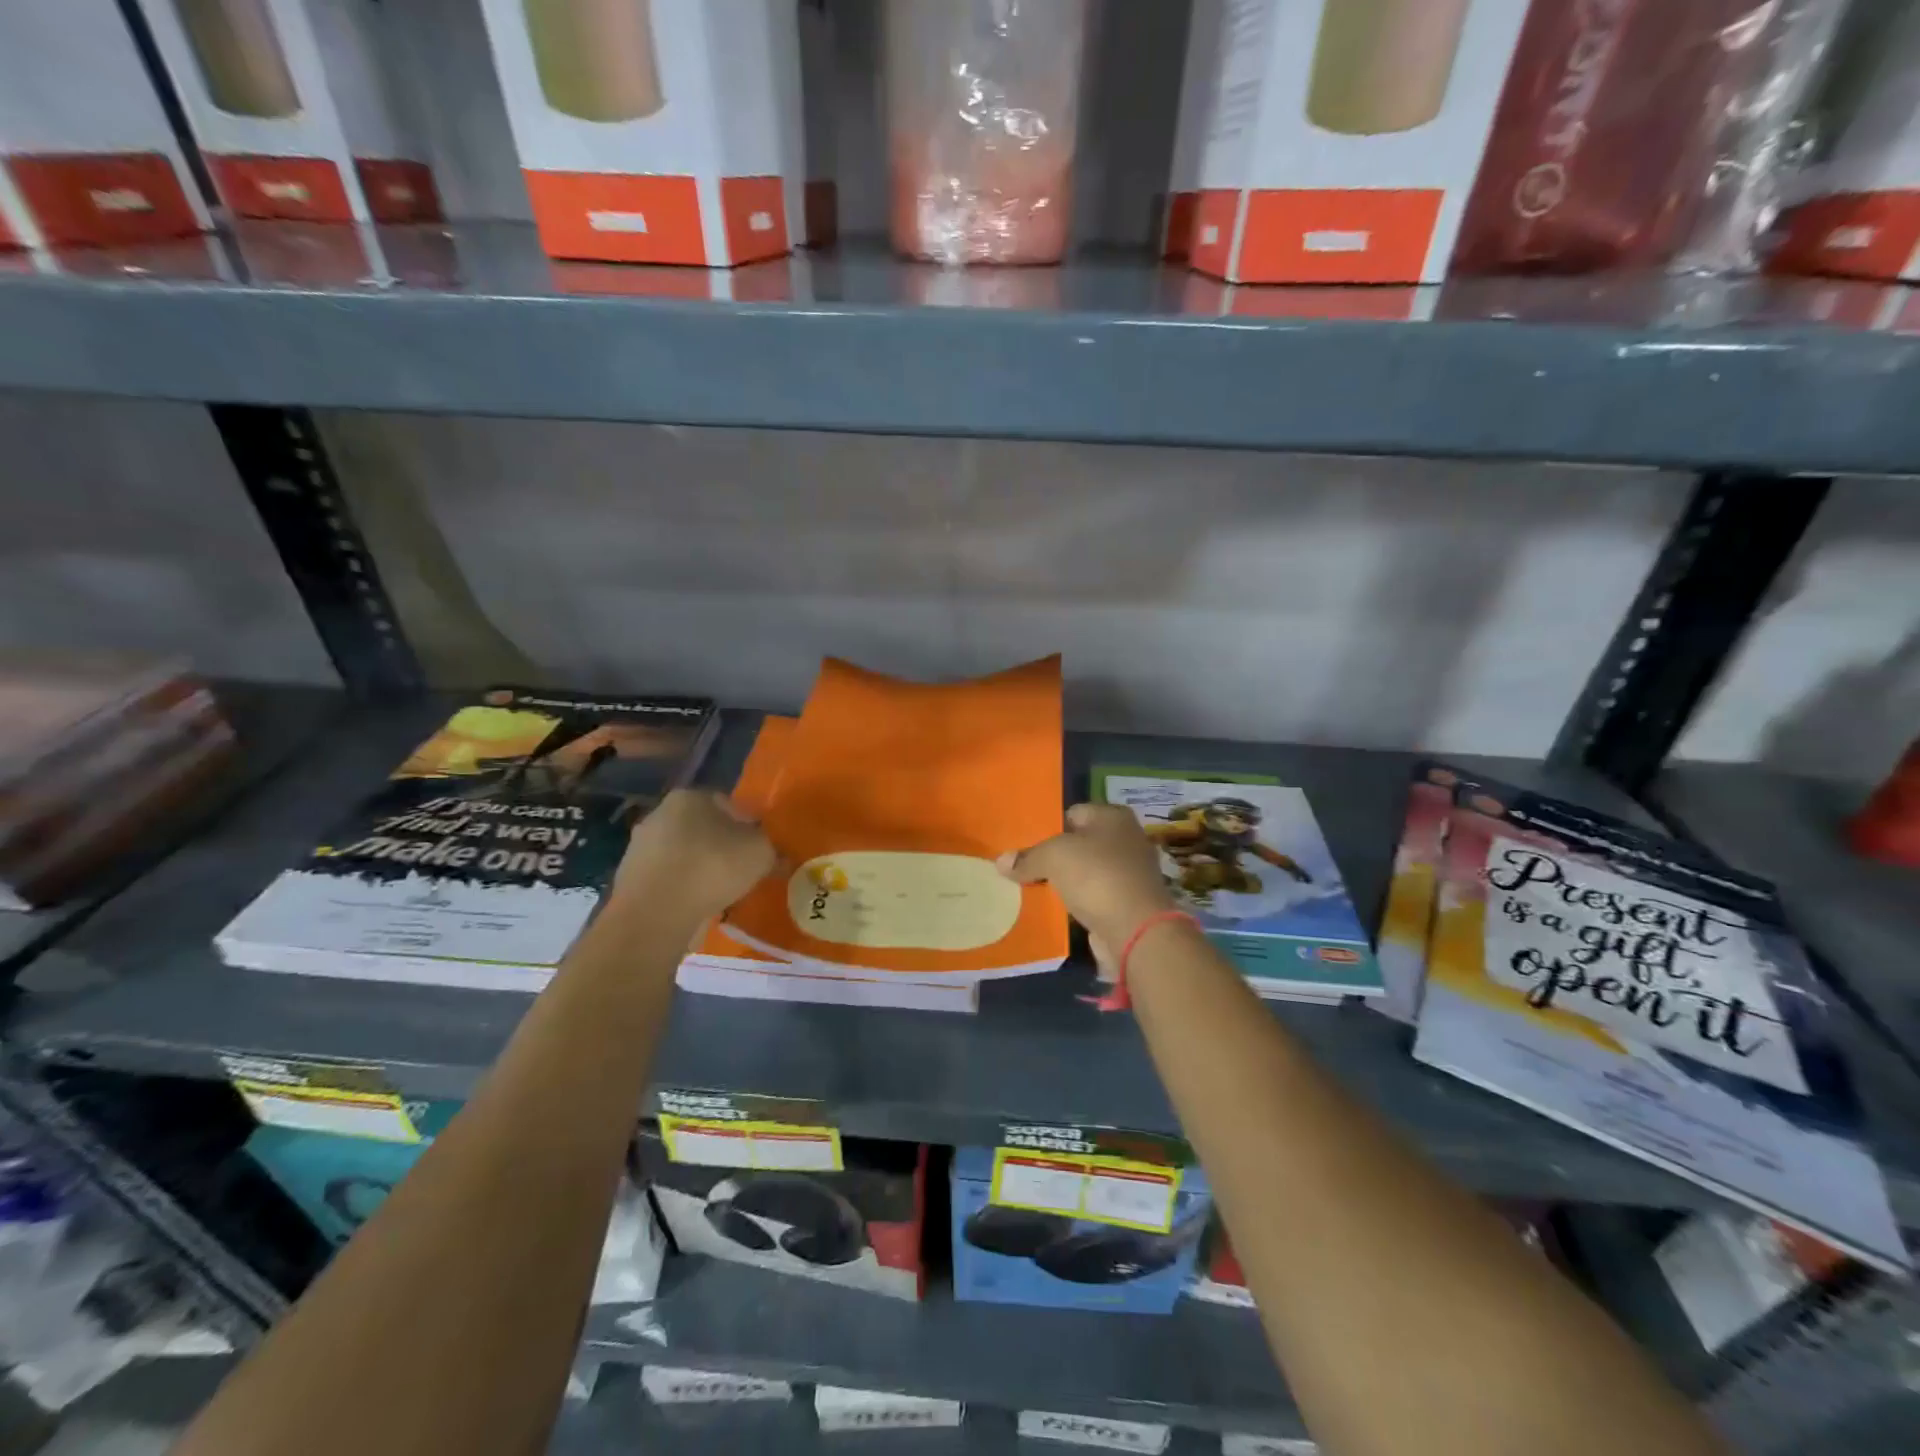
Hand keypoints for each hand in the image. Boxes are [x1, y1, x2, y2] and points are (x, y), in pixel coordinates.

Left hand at [613, 789, 776, 925]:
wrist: (654, 914)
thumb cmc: (712, 867)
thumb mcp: (761, 853)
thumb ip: (772, 847)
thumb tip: (776, 853)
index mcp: (690, 796)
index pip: (728, 804)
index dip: (749, 826)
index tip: (760, 849)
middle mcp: (659, 813)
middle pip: (703, 828)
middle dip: (722, 846)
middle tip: (743, 870)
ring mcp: (640, 846)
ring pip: (684, 853)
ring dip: (701, 868)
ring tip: (722, 892)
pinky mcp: (629, 878)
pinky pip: (669, 878)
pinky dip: (683, 888)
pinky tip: (697, 904)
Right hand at [998, 804, 1176, 952]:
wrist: (1136, 931)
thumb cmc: (1097, 876)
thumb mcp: (1053, 857)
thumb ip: (1027, 857)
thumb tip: (1001, 862)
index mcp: (1113, 816)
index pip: (1072, 813)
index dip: (1047, 827)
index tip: (1023, 845)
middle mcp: (1126, 839)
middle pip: (1079, 843)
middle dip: (1053, 856)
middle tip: (1023, 867)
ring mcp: (1129, 873)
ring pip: (1084, 872)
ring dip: (1063, 881)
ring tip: (1031, 888)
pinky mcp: (1126, 903)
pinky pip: (1092, 897)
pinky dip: (1076, 902)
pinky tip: (1053, 909)